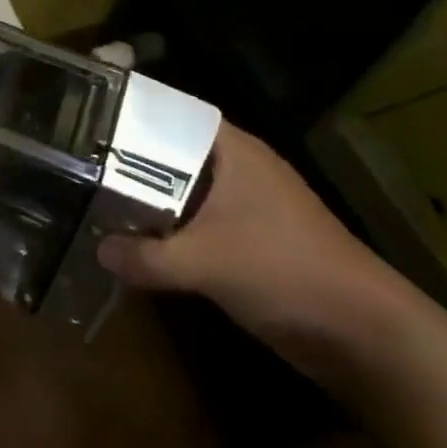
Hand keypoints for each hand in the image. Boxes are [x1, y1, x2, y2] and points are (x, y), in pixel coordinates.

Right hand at [97, 120, 412, 376]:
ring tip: (97, 196)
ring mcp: (248, 206)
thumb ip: (148, 256)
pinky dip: (172, 228)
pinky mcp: (253, 241)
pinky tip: (140, 240)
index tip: (87, 117)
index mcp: (233, 150)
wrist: (365, 335)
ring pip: (186, 190)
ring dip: (151, 198)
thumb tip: (98, 249)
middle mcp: (239, 168)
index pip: (172, 112)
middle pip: (174, 152)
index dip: (132, 112)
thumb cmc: (285, 270)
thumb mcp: (207, 262)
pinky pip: (200, 223)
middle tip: (81, 161)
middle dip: (132, 160)